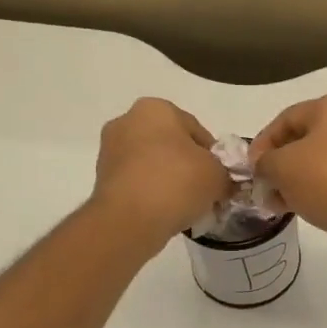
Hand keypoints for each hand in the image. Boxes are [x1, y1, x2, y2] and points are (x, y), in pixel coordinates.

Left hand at [93, 99, 231, 244]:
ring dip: (169, 179)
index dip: (214, 155)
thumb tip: (223, 182)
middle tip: (204, 191)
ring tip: (185, 205)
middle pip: (171, 144)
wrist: (129, 219)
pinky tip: (165, 211)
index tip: (221, 177)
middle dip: (188, 165)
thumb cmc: (177, 182)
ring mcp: (110, 150)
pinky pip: (137, 181)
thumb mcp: (217, 175)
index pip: (196, 129)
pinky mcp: (101, 178)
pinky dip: (151, 192)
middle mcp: (127, 121)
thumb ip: (225, 173)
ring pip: (152, 163)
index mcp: (156, 108)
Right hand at [249, 93, 326, 259]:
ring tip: (279, 203)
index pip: (286, 118)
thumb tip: (265, 167)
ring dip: (296, 180)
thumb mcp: (282, 167)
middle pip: (305, 140)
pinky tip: (303, 208)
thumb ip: (265, 162)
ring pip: (322, 161)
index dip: (262, 143)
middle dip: (280, 164)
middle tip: (263, 187)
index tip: (250, 168)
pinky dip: (319, 190)